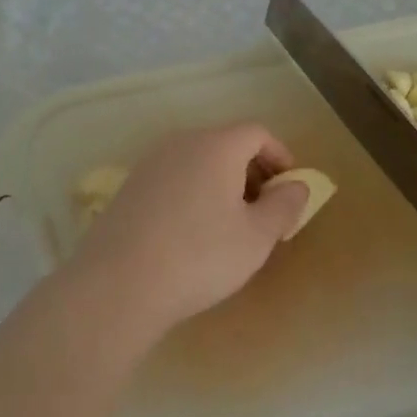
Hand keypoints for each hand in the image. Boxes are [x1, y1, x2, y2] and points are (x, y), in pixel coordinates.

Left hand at [68, 124, 307, 338]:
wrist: (118, 283)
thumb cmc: (200, 256)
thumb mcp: (256, 237)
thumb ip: (284, 206)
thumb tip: (297, 185)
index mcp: (217, 145)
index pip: (257, 133)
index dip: (279, 155)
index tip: (289, 187)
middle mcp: (183, 142)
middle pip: (227, 143)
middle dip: (252, 171)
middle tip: (265, 210)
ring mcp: (151, 161)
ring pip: (199, 159)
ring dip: (222, 182)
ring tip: (231, 224)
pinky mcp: (130, 185)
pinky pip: (175, 176)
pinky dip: (194, 191)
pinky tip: (192, 231)